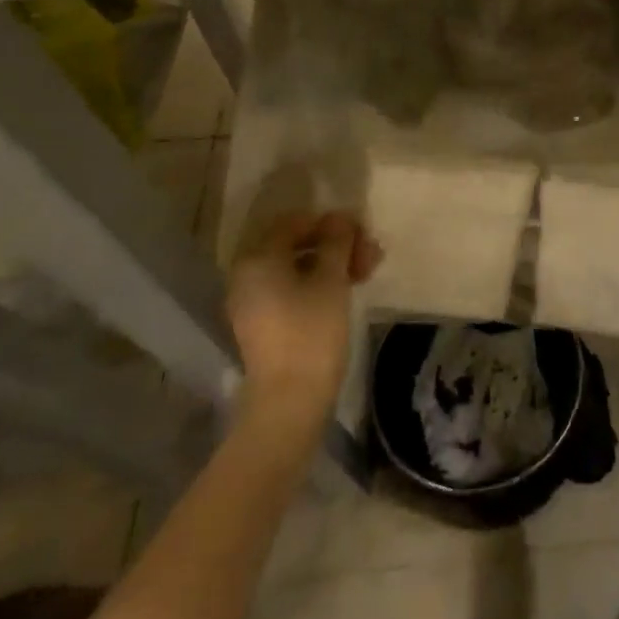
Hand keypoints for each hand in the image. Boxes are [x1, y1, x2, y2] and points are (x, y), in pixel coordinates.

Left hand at [225, 212, 379, 429]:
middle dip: (336, 245)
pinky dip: (319, 283)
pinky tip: (347, 289)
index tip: (361, 234)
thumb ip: (336, 241)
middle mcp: (248, 275)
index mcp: (258, 259)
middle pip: (296, 244)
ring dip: (332, 264)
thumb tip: (340, 217)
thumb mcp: (331, 279)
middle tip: (370, 255)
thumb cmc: (312, 332)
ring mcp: (253, 301)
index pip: (295, 222)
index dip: (331, 223)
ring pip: (297, 267)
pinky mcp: (264, 323)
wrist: (290, 400)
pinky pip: (291, 289)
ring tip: (366, 273)